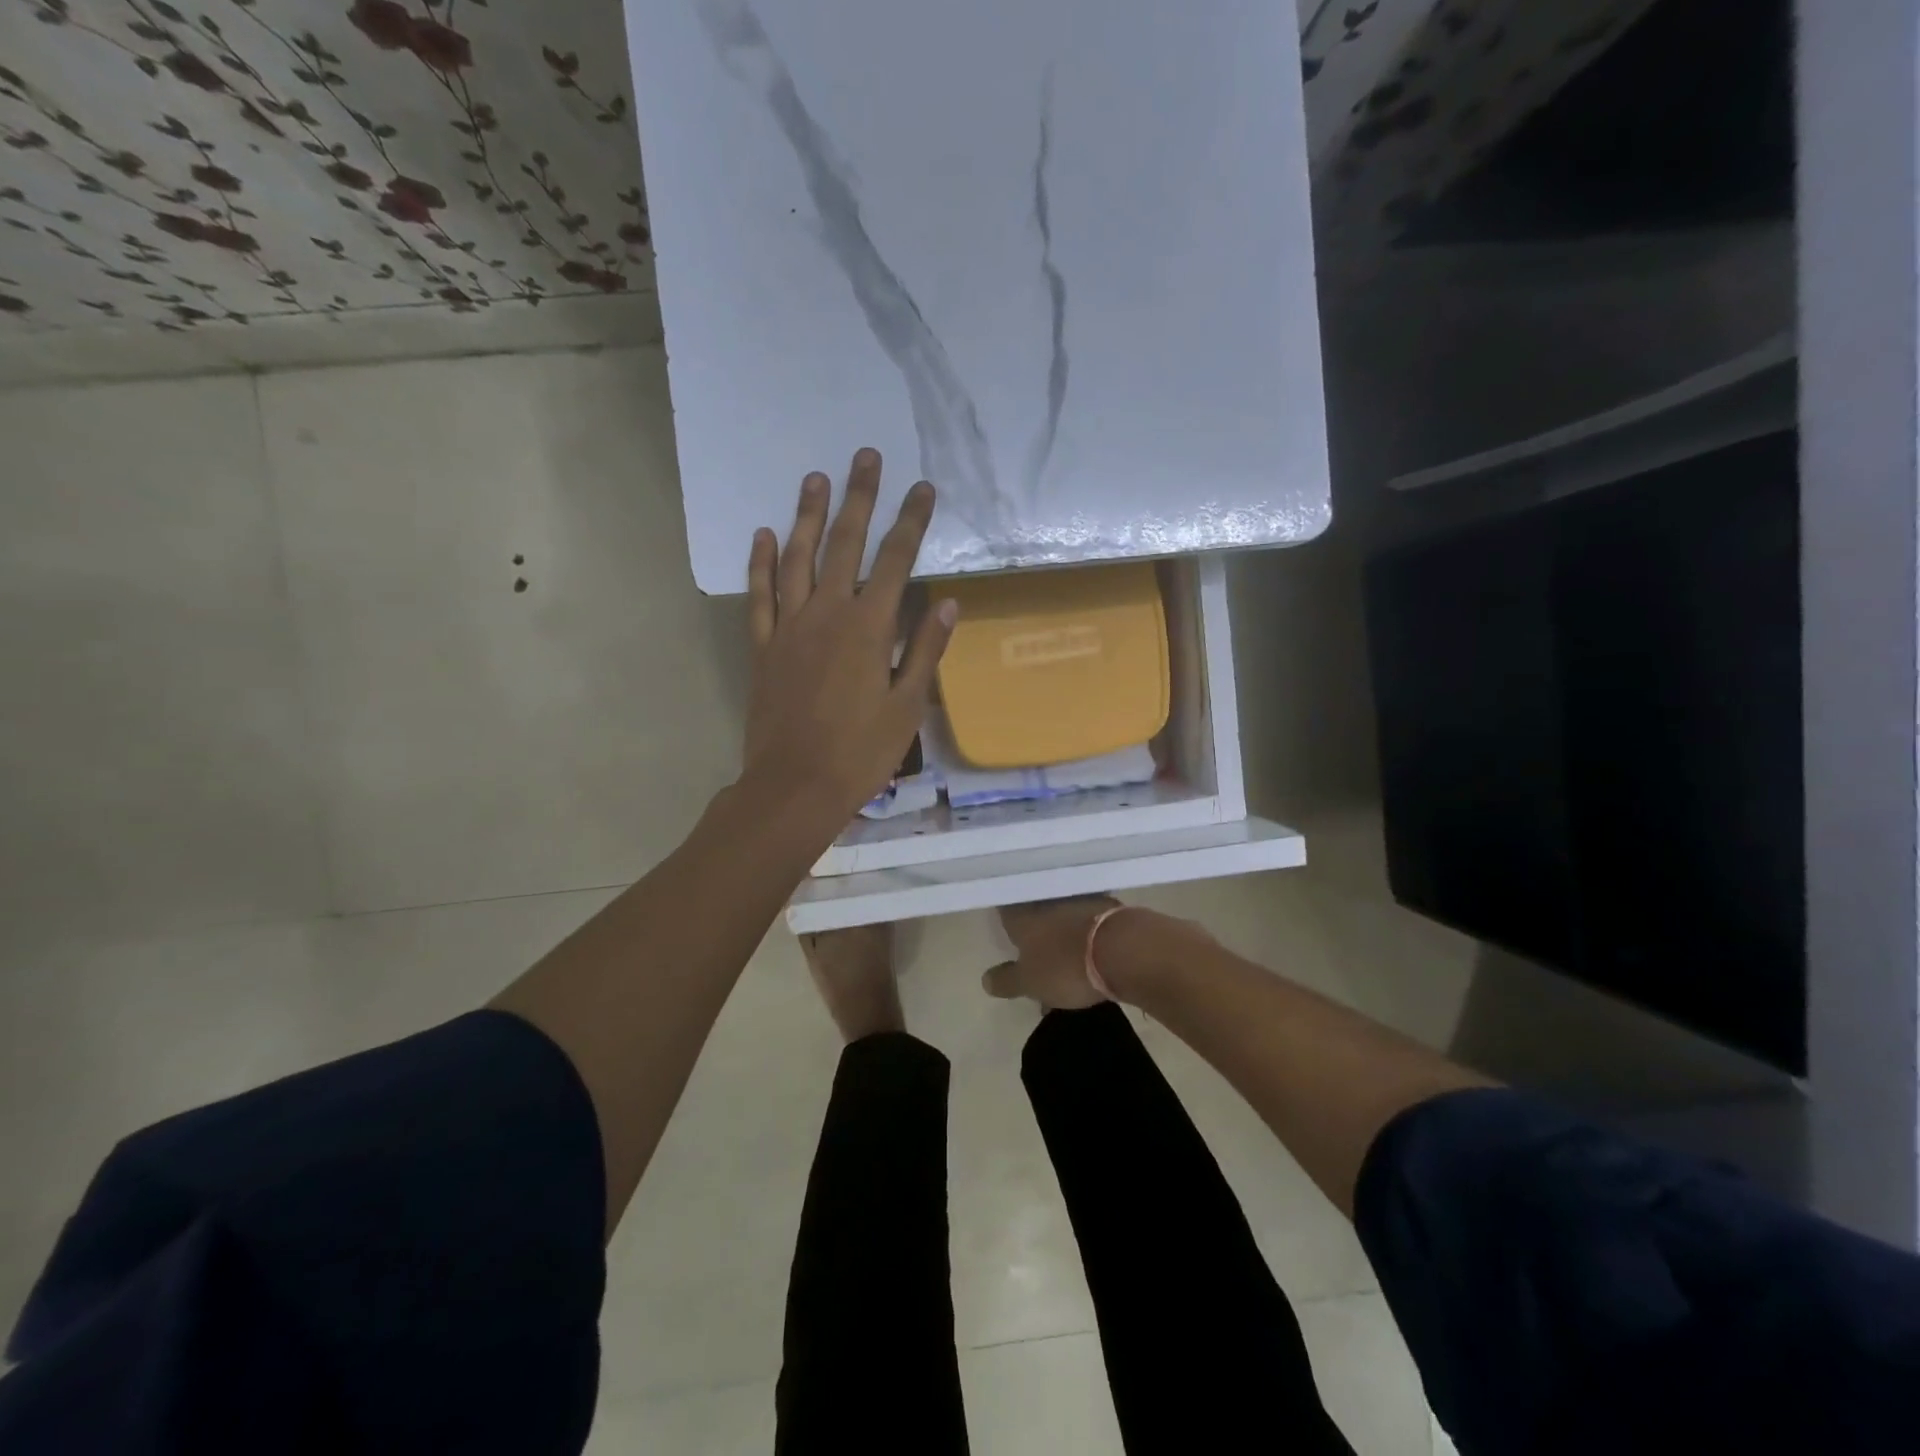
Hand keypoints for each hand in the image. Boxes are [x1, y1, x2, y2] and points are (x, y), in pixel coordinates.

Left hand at [742, 448, 956, 829]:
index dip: (911, 522)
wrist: (794, 786)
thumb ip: (924, 650)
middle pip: (844, 544)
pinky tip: (764, 536)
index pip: (896, 561)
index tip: (922, 488)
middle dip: (858, 498)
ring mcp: (789, 627)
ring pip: (797, 559)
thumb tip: (945, 602)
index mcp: (867, 628)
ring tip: (815, 478)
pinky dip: (761, 564)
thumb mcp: (906, 706)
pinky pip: (760, 595)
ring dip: (807, 516)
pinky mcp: (763, 646)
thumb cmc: (860, 752)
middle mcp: (826, 614)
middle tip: (864, 457)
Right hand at [982, 897, 1120, 1009]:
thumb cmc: (1066, 966)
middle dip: (1033, 931)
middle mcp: (1047, 902)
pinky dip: (1084, 938)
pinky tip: (1088, 957)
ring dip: (1061, 936)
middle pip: (1035, 912)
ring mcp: (1079, 901)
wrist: (1123, 949)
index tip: (1005, 930)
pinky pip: (1087, 923)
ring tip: (1064, 965)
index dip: (1004, 919)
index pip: (1005, 910)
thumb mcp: (1029, 983)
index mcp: (1022, 916)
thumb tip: (985, 979)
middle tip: (1034, 953)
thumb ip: (1007, 980)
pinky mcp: (1108, 909)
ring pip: (1062, 917)